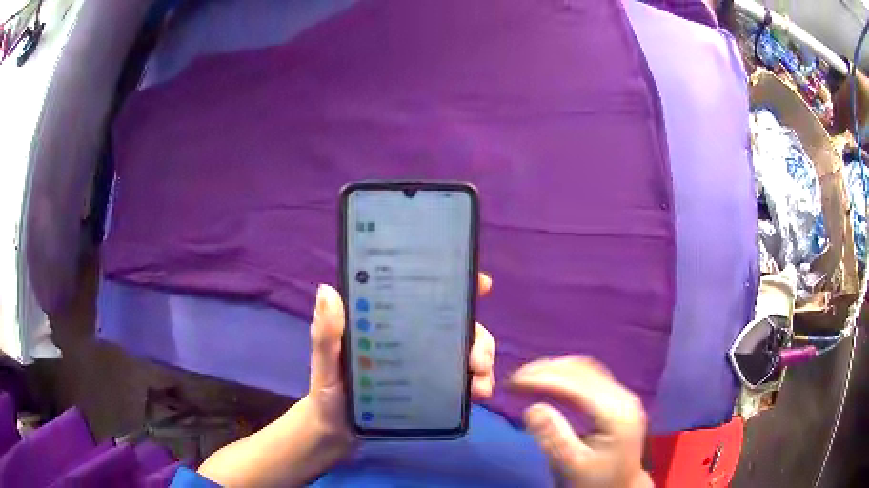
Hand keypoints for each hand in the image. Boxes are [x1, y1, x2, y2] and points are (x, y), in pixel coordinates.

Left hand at [308, 273, 496, 446]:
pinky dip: (477, 383)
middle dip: (478, 337)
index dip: (454, 283)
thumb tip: (328, 290)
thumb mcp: (325, 362)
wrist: (337, 433)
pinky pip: (462, 379)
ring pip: (465, 351)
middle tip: (478, 359)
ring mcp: (424, 363)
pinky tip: (478, 396)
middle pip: (455, 324)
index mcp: (388, 321)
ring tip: (480, 385)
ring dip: (483, 361)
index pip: (422, 294)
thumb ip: (326, 333)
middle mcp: (411, 337)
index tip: (481, 284)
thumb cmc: (328, 391)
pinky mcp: (431, 388)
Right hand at [509, 357, 651, 487]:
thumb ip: (553, 437)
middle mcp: (624, 398)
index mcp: (616, 414)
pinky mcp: (619, 399)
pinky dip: (567, 374)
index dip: (543, 378)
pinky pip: (591, 376)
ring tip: (528, 377)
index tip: (513, 382)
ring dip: (556, 369)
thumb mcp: (571, 465)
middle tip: (515, 379)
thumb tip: (531, 408)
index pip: (576, 385)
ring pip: (587, 369)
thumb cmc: (594, 481)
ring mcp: (623, 396)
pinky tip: (551, 380)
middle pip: (583, 371)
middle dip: (546, 370)